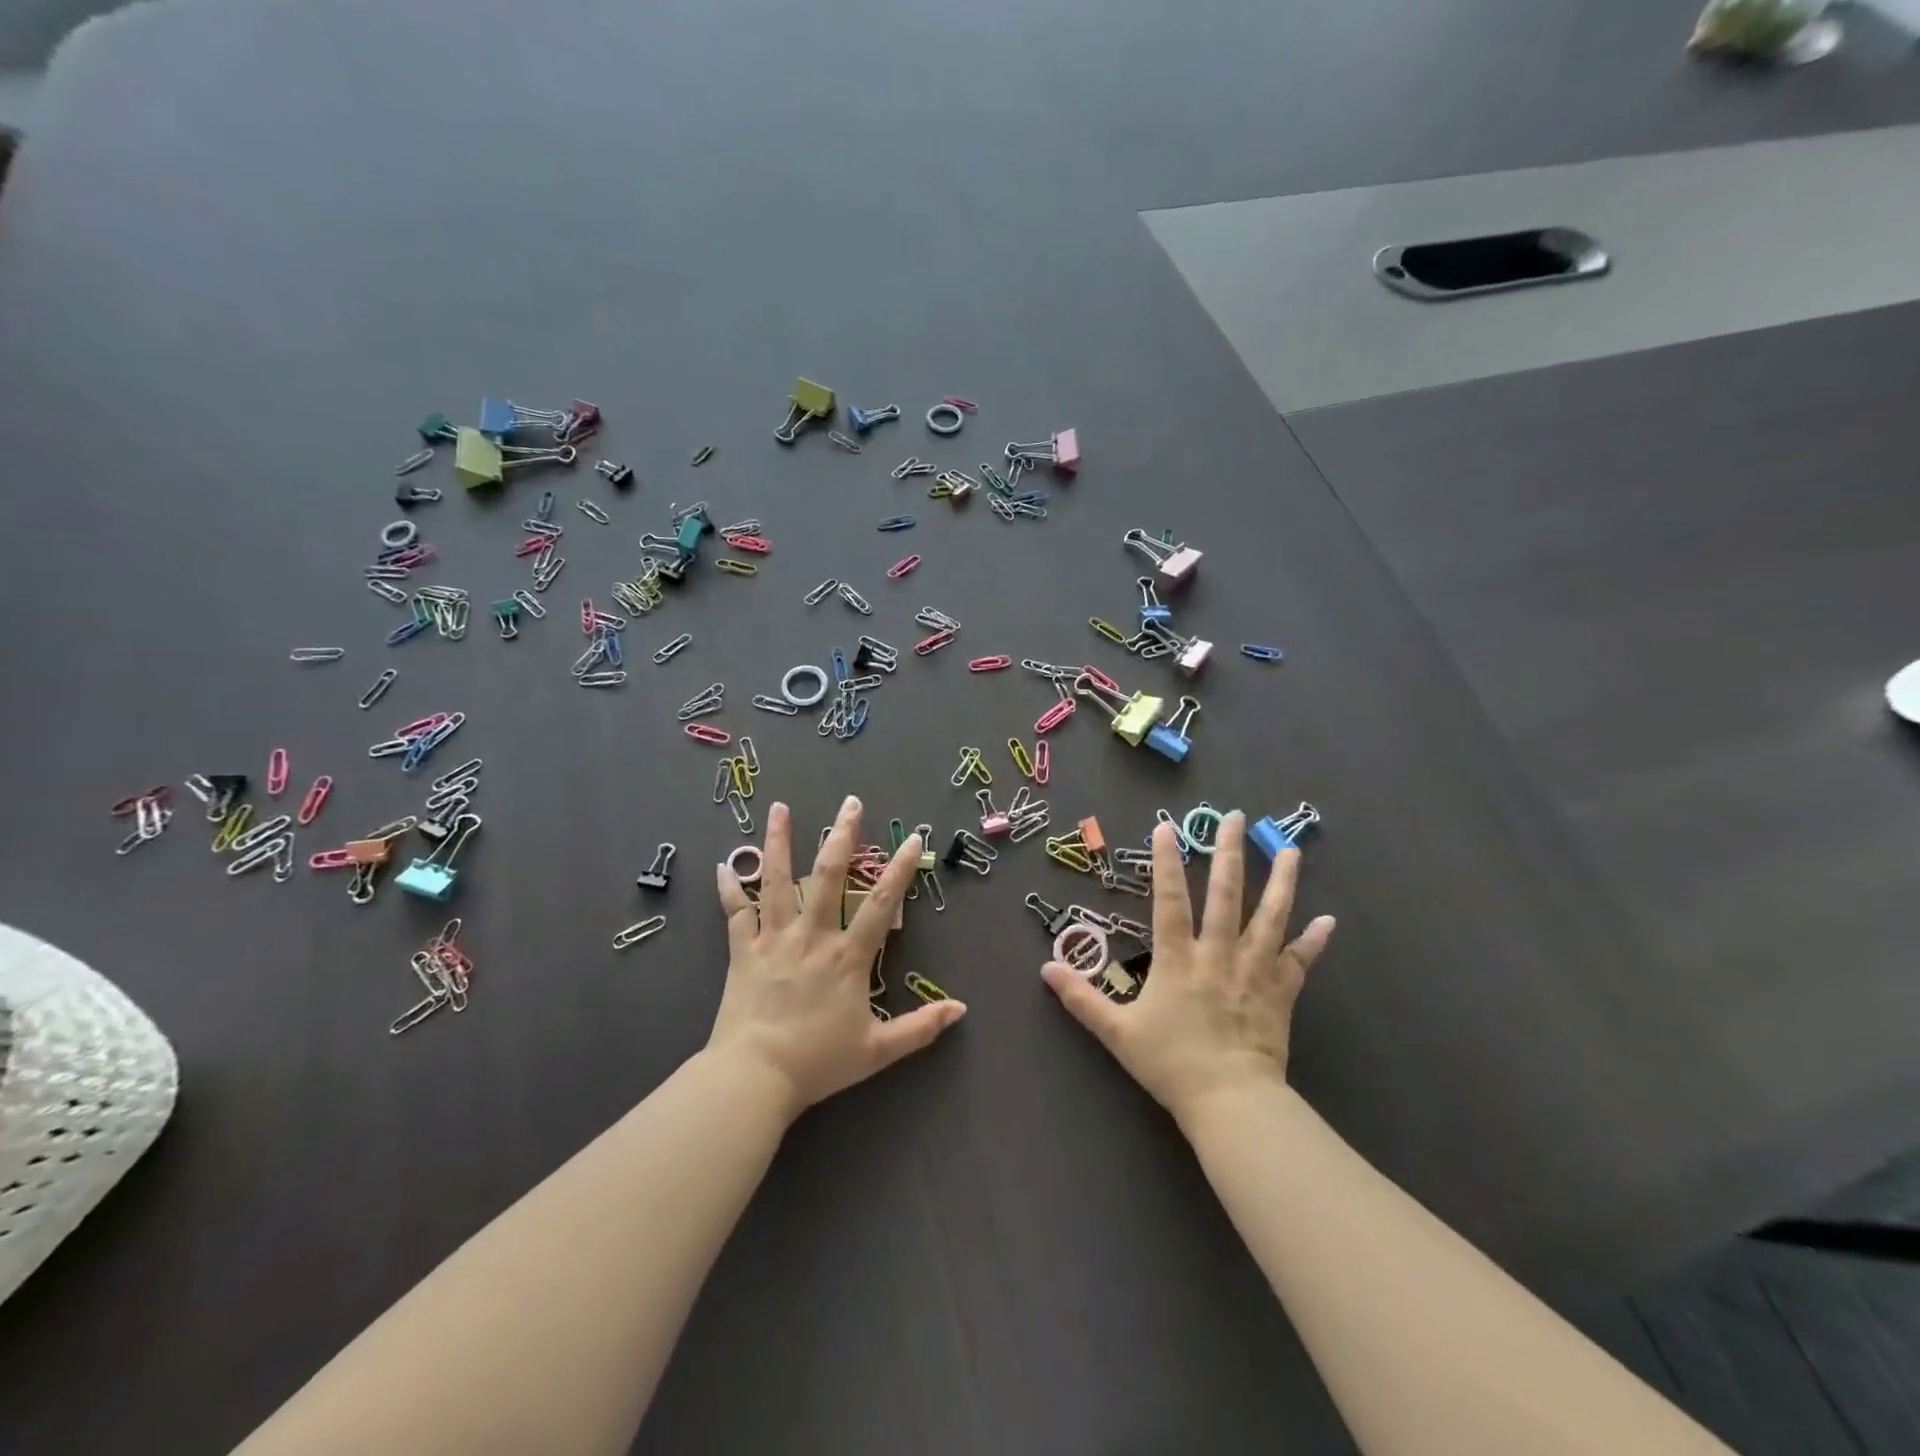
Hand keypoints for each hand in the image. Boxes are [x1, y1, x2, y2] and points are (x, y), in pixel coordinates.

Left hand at [710, 796, 965, 1120]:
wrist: (754, 1077)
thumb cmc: (818, 1062)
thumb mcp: (878, 1051)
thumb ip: (920, 1028)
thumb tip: (961, 1010)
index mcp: (847, 956)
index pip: (880, 903)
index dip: (900, 869)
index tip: (914, 838)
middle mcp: (812, 936)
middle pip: (827, 875)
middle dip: (842, 836)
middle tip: (850, 802)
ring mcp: (773, 939)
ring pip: (777, 881)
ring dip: (779, 842)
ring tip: (780, 808)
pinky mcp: (742, 952)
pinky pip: (735, 913)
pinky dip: (729, 889)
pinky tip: (723, 865)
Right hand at [1041, 811, 1332, 1125]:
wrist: (1231, 1102)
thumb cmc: (1171, 1064)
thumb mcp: (1117, 1033)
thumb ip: (1081, 999)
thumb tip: (1045, 969)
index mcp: (1177, 959)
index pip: (1170, 901)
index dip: (1167, 863)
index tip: (1167, 828)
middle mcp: (1218, 955)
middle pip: (1227, 896)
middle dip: (1230, 854)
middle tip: (1236, 818)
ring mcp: (1253, 972)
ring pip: (1270, 918)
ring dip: (1282, 882)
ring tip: (1292, 850)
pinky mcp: (1280, 994)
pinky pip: (1299, 962)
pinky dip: (1313, 942)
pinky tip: (1328, 921)